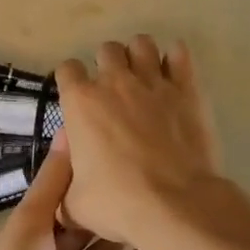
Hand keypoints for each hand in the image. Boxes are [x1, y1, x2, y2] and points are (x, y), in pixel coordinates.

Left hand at [0, 139, 144, 249]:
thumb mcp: (30, 222)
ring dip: (123, 236)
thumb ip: (52, 182)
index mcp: (31, 230)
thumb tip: (67, 131)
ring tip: (159, 211)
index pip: (62, 197)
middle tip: (148, 182)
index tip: (116, 153)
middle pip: (84, 226)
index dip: (85, 178)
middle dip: (108, 207)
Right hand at [56, 36, 222, 249]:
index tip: (77, 97)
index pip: (67, 69)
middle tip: (113, 90)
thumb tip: (61, 194)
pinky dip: (175, 59)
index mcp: (80, 103)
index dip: (70, 80)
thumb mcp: (75, 204)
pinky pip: (180, 54)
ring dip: (139, 55)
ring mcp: (153, 82)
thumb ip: (64, 188)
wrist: (176, 205)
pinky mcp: (187, 89)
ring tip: (142, 76)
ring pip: (141, 43)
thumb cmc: (118, 203)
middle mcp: (114, 82)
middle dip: (106, 64)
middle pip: (106, 50)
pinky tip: (173, 74)